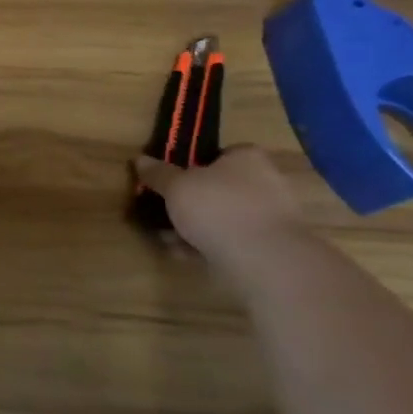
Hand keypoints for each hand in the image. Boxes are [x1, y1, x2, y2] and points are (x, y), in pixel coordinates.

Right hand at [132, 146, 305, 255]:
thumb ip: (158, 174)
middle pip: (220, 187)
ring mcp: (272, 216)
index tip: (171, 182)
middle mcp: (266, 181)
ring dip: (197, 226)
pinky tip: (187, 254)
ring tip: (169, 238)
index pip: (219, 154)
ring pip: (224, 216)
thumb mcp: (176, 186)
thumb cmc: (218, 208)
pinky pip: (233, 239)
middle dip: (191, 201)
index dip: (192, 166)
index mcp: (247, 158)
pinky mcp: (272, 246)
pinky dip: (211, 244)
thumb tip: (140, 160)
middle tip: (165, 211)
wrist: (264, 260)